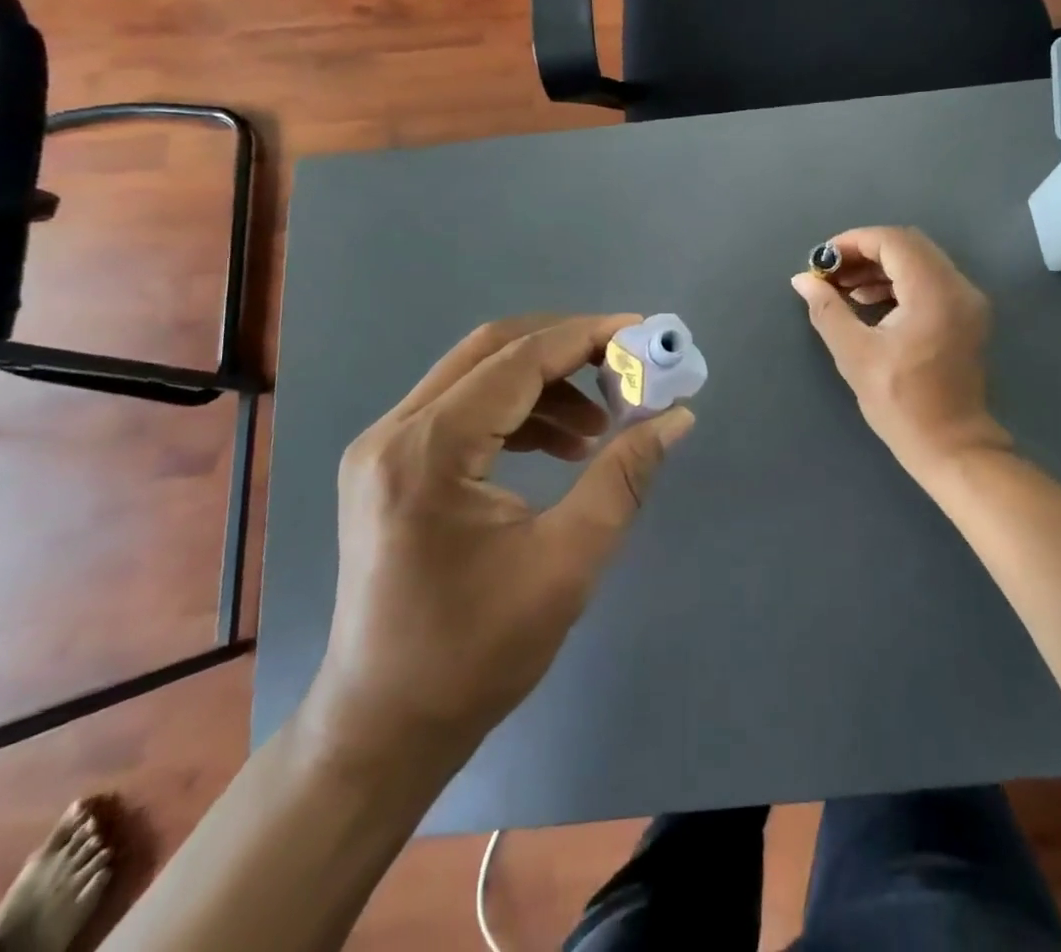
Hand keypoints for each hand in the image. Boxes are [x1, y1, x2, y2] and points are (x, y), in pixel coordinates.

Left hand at [300, 314, 694, 779]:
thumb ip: (623, 477)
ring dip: (545, 384)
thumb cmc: (475, 654)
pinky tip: (559, 446)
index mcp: (427, 451)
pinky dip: (517, 411)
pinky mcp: (389, 466)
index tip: (643, 333)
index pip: (519, 360)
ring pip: (477, 375)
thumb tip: (677, 417)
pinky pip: (462, 408)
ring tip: (599, 426)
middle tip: (626, 367)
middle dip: (566, 348)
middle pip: (492, 350)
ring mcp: (383, 447)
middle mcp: (394, 432)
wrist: (383, 728)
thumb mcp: (567, 562)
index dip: (586, 337)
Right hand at [791, 227, 1010, 473]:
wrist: (952, 446)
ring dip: (881, 267)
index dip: (853, 242)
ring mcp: (968, 301)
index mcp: (934, 292)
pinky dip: (899, 282)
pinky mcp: (967, 316)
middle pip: (909, 245)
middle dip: (865, 252)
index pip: (893, 241)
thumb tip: (803, 279)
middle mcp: (958, 287)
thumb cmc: (901, 402)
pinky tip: (871, 302)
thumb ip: (828, 309)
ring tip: (845, 290)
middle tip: (831, 273)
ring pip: (920, 261)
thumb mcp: (855, 355)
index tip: (822, 260)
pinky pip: (930, 280)